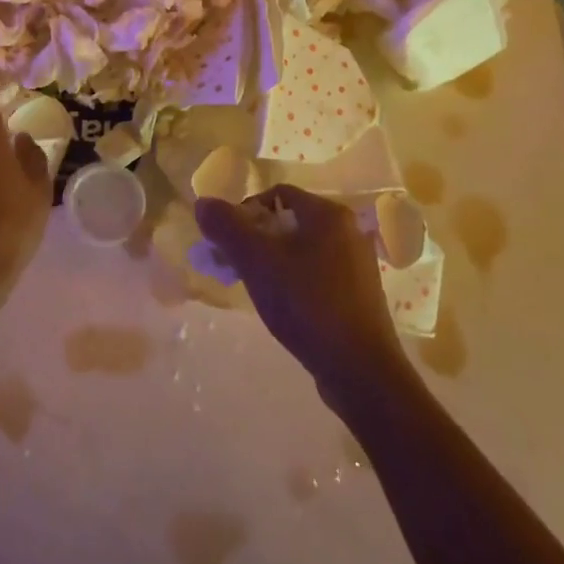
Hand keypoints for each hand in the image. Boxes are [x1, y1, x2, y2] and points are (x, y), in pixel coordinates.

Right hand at [195, 185, 404, 392]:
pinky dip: (293, 279)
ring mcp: (357, 264)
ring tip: (254, 287)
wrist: (359, 370)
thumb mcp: (256, 261)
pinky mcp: (358, 293)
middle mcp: (348, 231)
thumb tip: (203, 203)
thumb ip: (227, 227)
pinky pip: (316, 272)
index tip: (228, 242)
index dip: (245, 212)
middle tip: (233, 266)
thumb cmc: (307, 304)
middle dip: (254, 239)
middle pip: (288, 221)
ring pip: (301, 248)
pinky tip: (282, 306)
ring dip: (271, 260)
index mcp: (329, 214)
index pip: (276, 194)